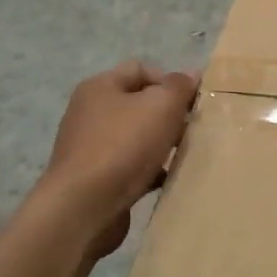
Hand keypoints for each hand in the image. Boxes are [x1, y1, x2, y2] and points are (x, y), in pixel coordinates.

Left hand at [40, 62, 197, 255]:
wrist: (83, 207)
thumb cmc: (123, 146)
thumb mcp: (161, 106)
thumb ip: (179, 86)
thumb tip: (191, 74)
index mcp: (100, 87)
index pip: (141, 69)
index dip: (170, 80)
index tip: (193, 102)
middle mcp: (90, 112)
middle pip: (138, 104)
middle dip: (168, 114)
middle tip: (192, 129)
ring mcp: (90, 146)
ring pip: (136, 136)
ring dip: (161, 143)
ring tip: (183, 154)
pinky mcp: (95, 177)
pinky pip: (129, 166)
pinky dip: (149, 169)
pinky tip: (166, 179)